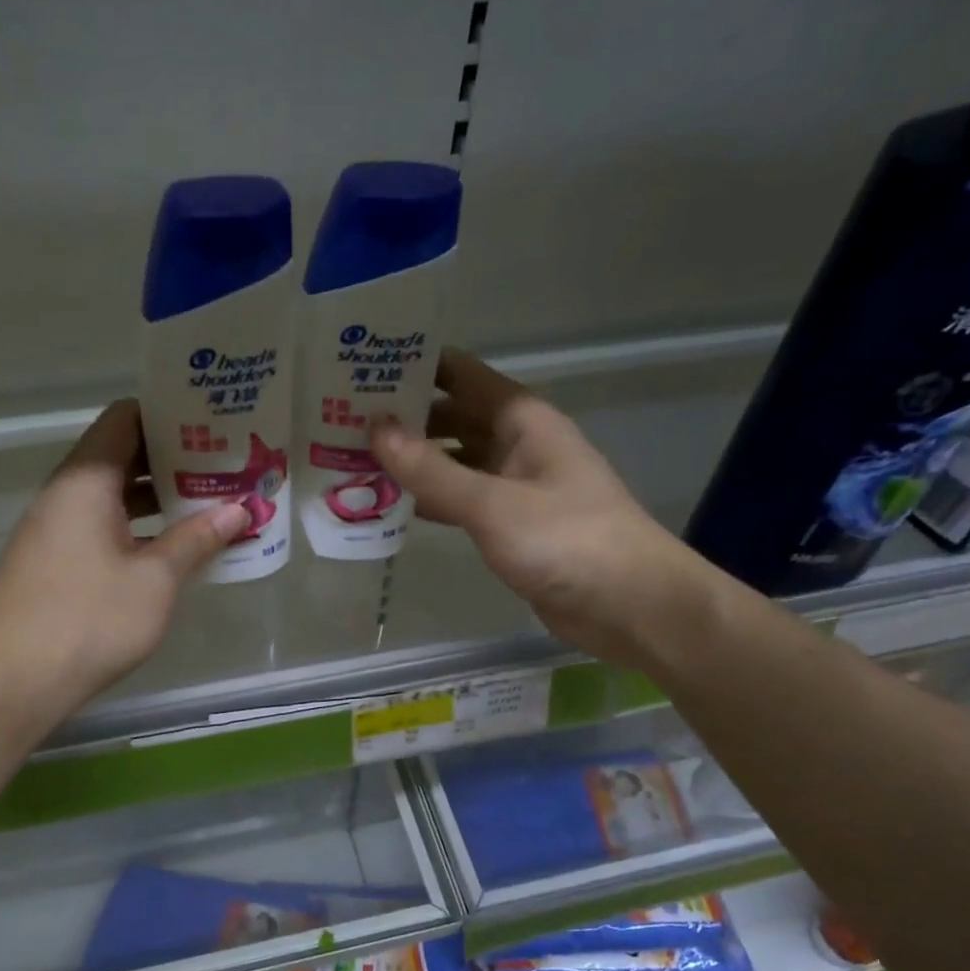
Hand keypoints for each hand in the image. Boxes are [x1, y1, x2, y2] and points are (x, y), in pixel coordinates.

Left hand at [0, 400, 248, 736]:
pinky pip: (104, 527)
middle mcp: (65, 495)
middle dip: (174, 458)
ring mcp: (56, 530)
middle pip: (121, 455)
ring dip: (159, 497)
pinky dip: (140, 527)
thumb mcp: (155, 580)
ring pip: (114, 495)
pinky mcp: (55, 563)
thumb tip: (240, 509)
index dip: (169, 413)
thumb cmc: (88, 621)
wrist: (10, 684)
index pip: (125, 418)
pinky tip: (175, 547)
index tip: (213, 422)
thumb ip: (198, 539)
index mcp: (85, 481)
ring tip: (211, 502)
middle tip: (226, 465)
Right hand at [371, 347, 711, 664]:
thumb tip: (376, 430)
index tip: (359, 367)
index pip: (460, 374)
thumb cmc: (565, 540)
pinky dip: (429, 501)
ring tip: (352, 461)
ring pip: (453, 462)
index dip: (413, 366)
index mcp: (521, 420)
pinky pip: (461, 501)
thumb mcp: (492, 503)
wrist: (628, 604)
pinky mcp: (510, 525)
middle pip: (451, 418)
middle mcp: (516, 444)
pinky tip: (390, 507)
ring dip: (412, 462)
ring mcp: (514, 486)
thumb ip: (432, 470)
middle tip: (341, 421)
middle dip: (403, 419)